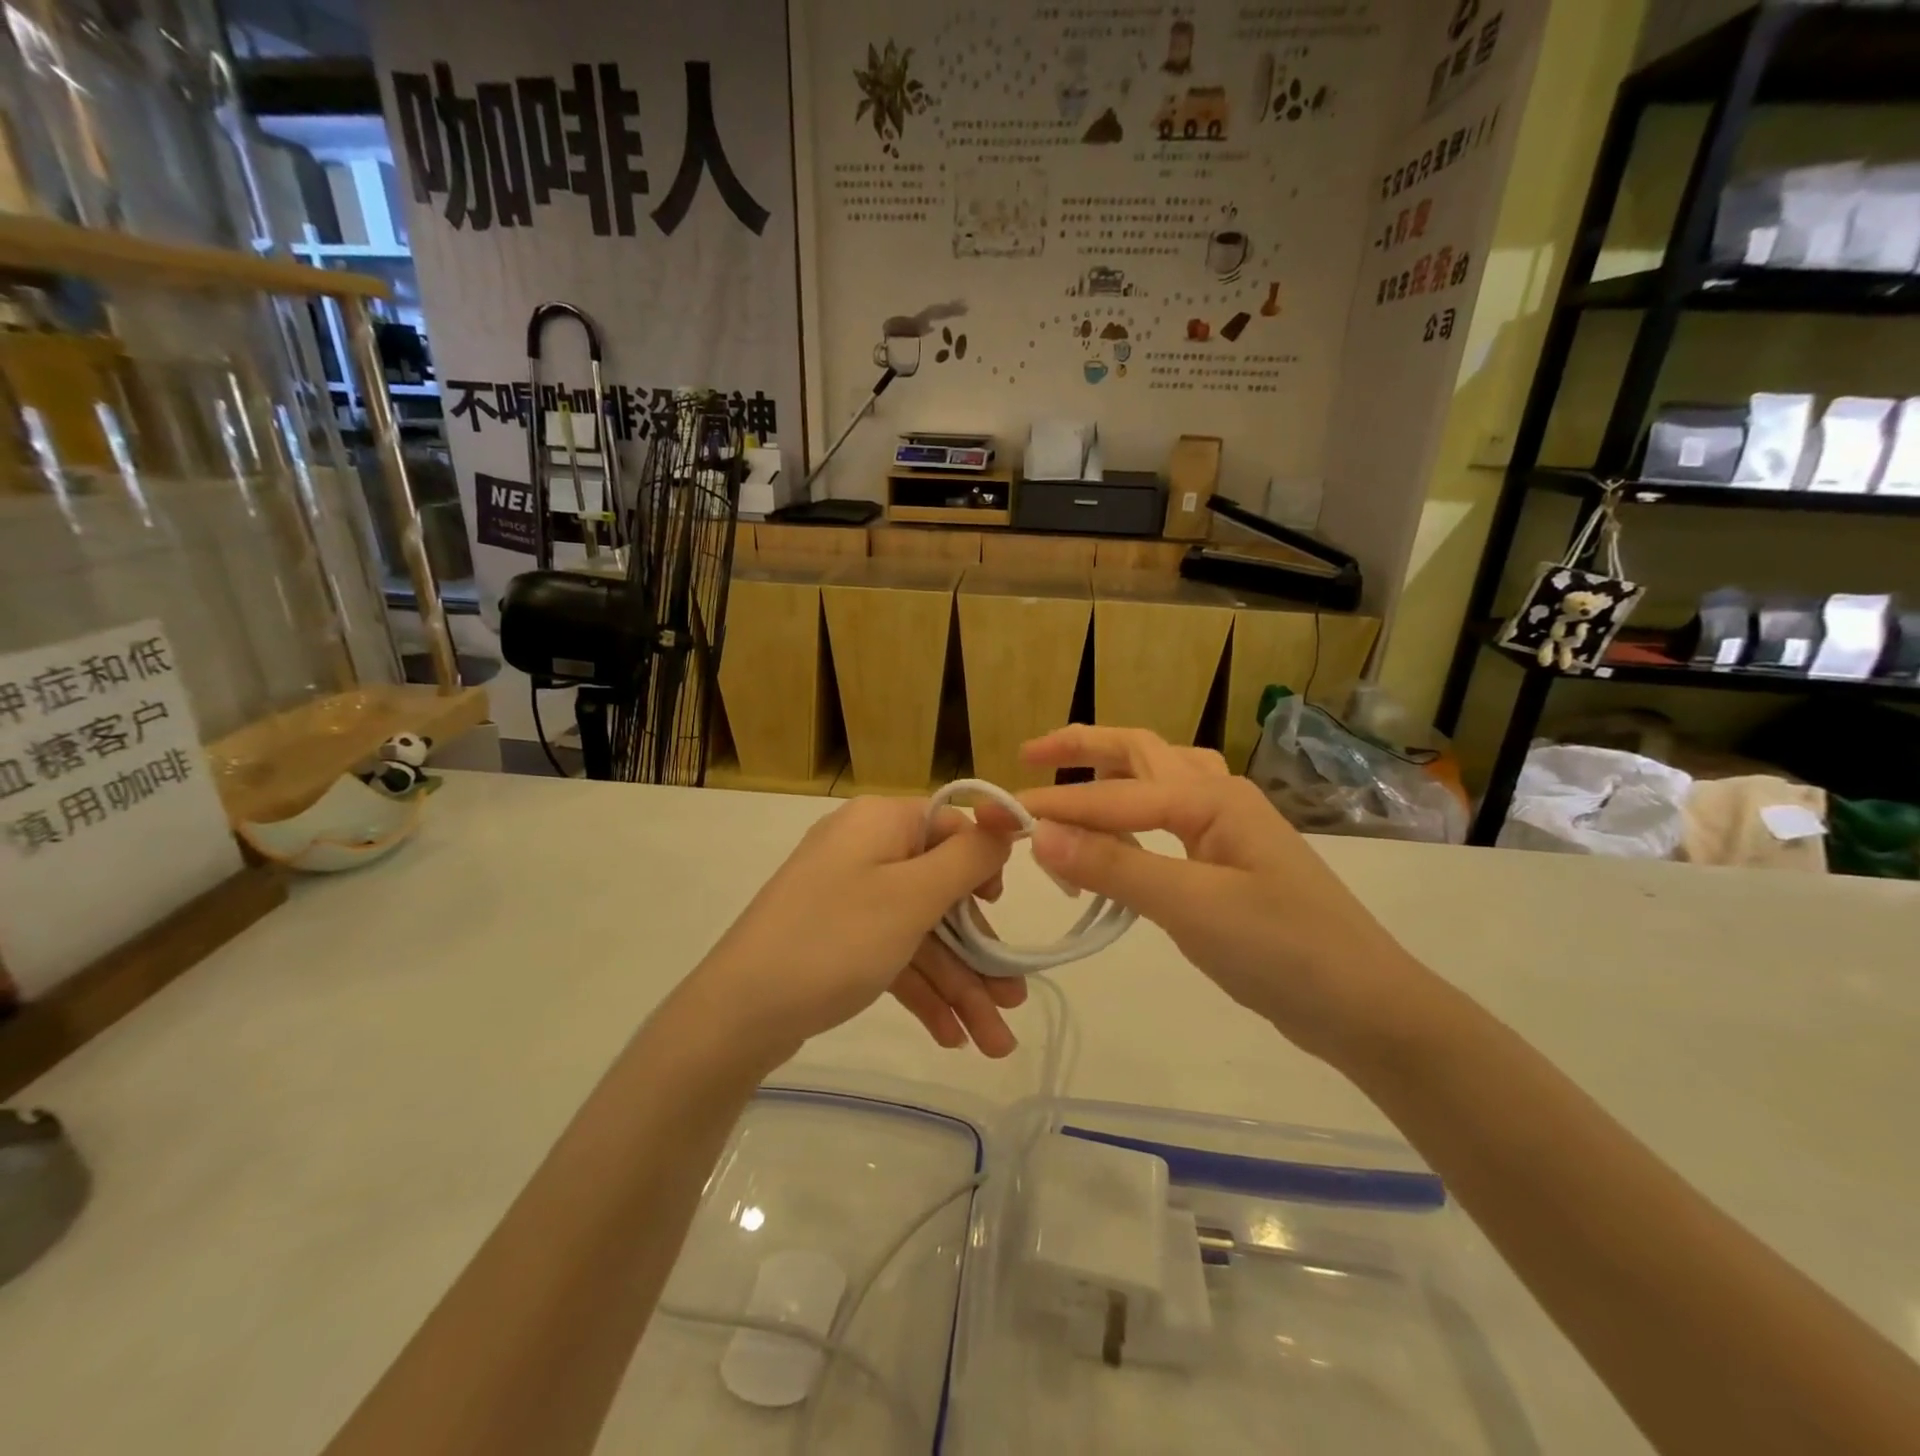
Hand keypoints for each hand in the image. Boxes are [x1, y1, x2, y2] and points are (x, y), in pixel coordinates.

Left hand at [687, 798, 1020, 1063]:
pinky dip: (922, 991)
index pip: (950, 827)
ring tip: (993, 1044)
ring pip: (921, 934)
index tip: (1003, 910)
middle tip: (1014, 1002)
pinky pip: (893, 955)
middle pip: (940, 892)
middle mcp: (865, 851)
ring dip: (959, 985)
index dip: (983, 866)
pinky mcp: (838, 939)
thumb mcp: (912, 896)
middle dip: (979, 952)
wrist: (737, 1014)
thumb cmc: (835, 940)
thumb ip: (968, 858)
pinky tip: (951, 1037)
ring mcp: (849, 898)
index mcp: (881, 823)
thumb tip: (1005, 821)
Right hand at [1016, 727, 1430, 1065]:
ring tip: (1068, 782)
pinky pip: (1167, 821)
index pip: (1114, 796)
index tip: (998, 815)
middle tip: (1028, 753)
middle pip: (1140, 753)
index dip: (1055, 806)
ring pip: (1157, 780)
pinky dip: (1130, 816)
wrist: (1367, 1008)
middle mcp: (1218, 798)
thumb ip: (1116, 867)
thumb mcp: (1194, 907)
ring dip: (1109, 772)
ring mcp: (1226, 830)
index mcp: (1211, 798)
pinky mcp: (1226, 863)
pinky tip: (1116, 837)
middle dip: (1083, 747)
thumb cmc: (1285, 951)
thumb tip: (1040, 835)